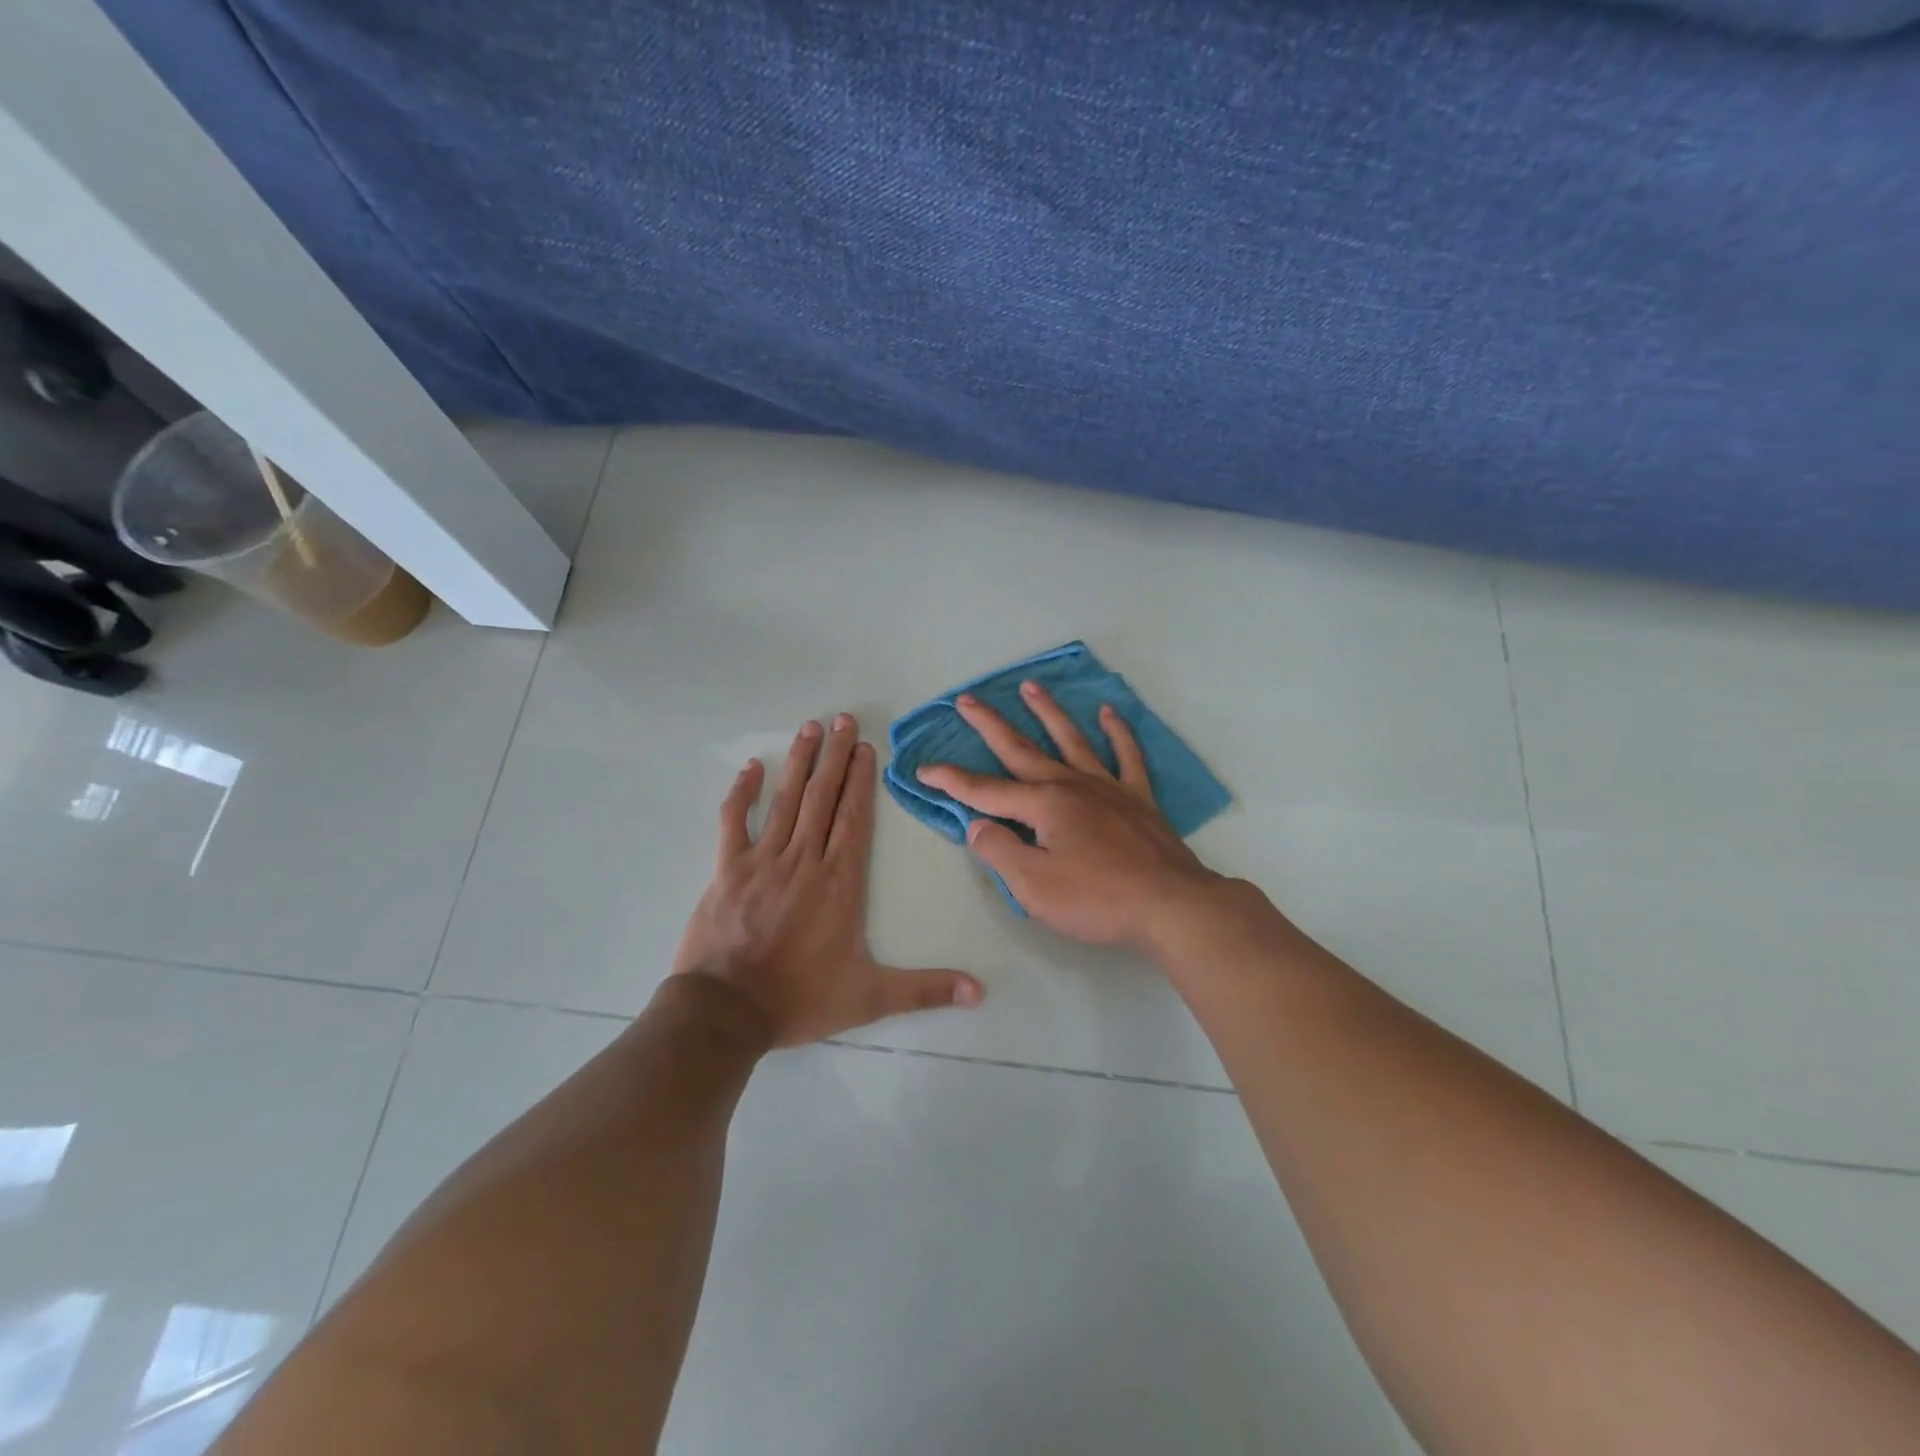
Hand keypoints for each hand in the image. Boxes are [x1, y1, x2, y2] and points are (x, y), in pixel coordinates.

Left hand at [672, 714, 983, 1046]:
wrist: (726, 1012)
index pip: (854, 818)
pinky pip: (735, 821)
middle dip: (836, 756)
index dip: (861, 780)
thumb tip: (980, 993)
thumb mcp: (870, 998)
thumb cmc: (800, 999)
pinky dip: (743, 793)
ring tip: (811, 728)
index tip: (866, 747)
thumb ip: (925, 989)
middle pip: (824, 797)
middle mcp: (804, 860)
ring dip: (801, 762)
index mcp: (839, 881)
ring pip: (787, 800)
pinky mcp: (728, 869)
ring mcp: (763, 860)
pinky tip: (753, 767)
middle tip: (844, 719)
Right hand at [914, 682, 1222, 946]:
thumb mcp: (1033, 885)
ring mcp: (1108, 787)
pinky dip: (1117, 732)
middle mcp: (1071, 784)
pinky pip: (1126, 755)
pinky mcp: (1138, 799)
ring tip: (1030, 686)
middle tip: (967, 699)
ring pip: (1071, 739)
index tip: (922, 769)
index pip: (985, 790)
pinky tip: (1108, 712)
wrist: (1171, 905)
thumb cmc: (1097, 898)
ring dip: (1047, 712)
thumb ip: (999, 850)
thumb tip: (978, 824)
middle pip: (1022, 749)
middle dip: (989, 725)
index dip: (950, 780)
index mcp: (1043, 804)